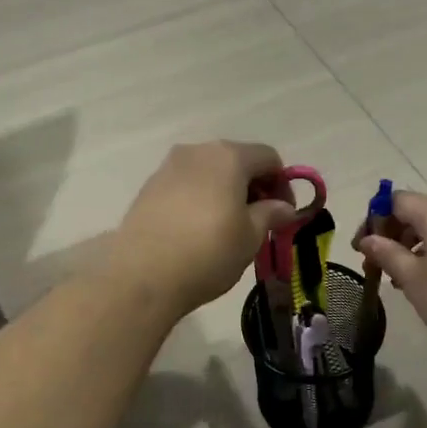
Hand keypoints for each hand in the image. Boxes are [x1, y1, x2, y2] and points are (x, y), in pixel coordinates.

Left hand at [107, 142, 298, 316]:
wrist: (141, 276)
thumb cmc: (207, 252)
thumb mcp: (250, 237)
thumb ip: (270, 214)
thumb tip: (283, 207)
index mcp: (229, 157)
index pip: (268, 158)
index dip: (283, 183)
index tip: (284, 214)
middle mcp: (197, 151)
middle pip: (237, 160)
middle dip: (253, 186)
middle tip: (260, 221)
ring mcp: (168, 167)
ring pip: (209, 171)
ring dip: (226, 191)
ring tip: (228, 227)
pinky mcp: (148, 187)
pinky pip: (186, 185)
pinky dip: (200, 198)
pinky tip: (199, 228)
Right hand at [357, 190, 426, 359]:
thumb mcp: (414, 279)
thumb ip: (388, 255)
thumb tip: (369, 239)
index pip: (395, 200)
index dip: (374, 221)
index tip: (362, 250)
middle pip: (417, 213)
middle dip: (393, 237)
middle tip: (378, 268)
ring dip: (414, 249)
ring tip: (404, 282)